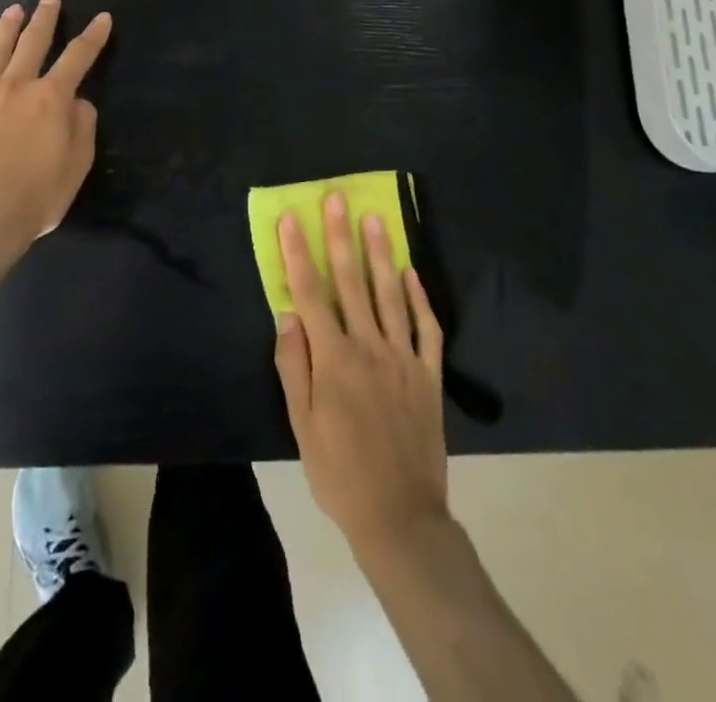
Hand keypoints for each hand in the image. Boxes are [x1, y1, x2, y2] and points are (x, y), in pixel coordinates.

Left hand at [0, 0, 110, 255]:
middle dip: (44, 18)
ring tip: (13, 10)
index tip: (102, 18)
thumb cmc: (34, 198)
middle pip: (32, 43)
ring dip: (5, 29)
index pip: (78, 58)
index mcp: (51, 99)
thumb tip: (79, 101)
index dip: (93, 37)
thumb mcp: (76, 167)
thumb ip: (82, 128)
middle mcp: (15, 87)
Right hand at [273, 192, 447, 555]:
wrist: (400, 517)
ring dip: (381, 253)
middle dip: (340, 235)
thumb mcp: (302, 426)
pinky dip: (420, 298)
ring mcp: (403, 358)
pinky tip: (412, 272)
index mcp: (334, 358)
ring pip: (391, 294)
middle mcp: (369, 346)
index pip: (310, 292)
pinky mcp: (429, 375)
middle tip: (337, 198)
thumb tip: (287, 315)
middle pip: (351, 280)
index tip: (291, 218)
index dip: (298, 252)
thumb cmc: (340, 472)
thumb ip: (294, 366)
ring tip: (376, 218)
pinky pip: (426, 328)